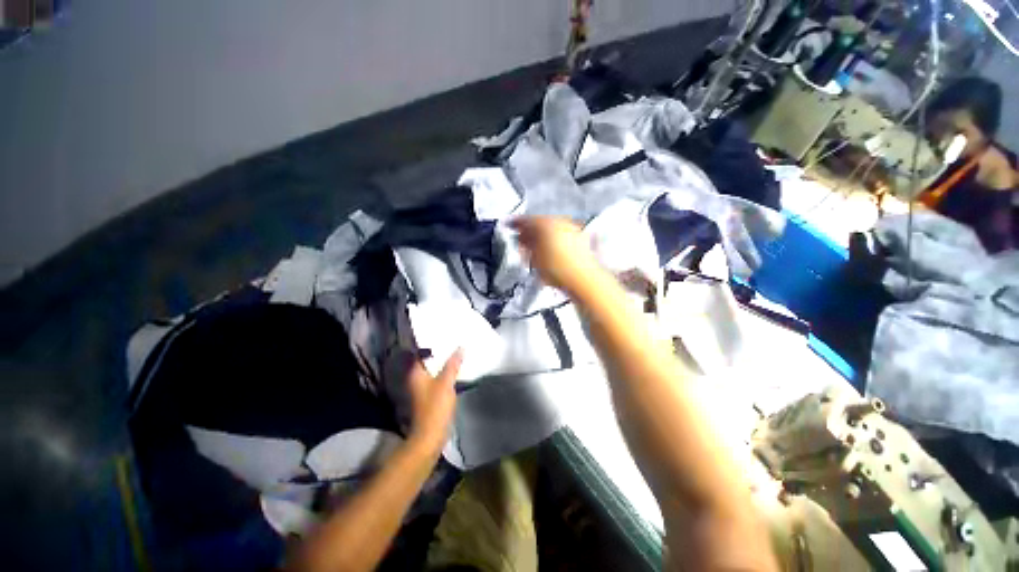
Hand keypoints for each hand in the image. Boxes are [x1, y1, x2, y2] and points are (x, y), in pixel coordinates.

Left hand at [406, 350, 462, 452]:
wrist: (430, 435)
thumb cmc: (435, 407)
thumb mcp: (446, 383)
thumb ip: (453, 364)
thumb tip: (460, 347)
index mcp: (416, 373)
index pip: (418, 352)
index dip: (427, 342)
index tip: (440, 334)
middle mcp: (416, 378)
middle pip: (426, 360)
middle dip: (437, 351)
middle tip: (451, 340)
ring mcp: (421, 387)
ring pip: (432, 369)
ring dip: (442, 362)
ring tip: (455, 351)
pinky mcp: (429, 395)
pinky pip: (436, 377)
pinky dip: (444, 371)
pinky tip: (454, 368)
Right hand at [510, 216, 598, 293]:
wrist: (584, 279)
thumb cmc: (556, 269)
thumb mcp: (534, 259)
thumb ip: (526, 246)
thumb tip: (523, 239)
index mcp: (546, 223)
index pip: (526, 220)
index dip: (516, 224)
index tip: (509, 227)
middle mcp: (560, 221)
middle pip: (540, 223)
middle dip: (530, 232)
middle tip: (522, 241)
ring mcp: (572, 229)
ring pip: (552, 229)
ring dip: (543, 237)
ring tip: (536, 249)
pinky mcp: (581, 238)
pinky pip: (562, 236)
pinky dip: (554, 241)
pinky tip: (551, 252)